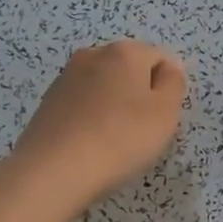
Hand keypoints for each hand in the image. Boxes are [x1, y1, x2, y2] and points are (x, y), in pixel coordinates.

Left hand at [12, 40, 187, 208]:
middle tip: (141, 131)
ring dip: (114, 107)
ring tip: (114, 141)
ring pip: (104, 87)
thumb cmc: (121, 138)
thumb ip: (174, 83)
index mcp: (125, 51)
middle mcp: (93, 54)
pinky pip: (82, 105)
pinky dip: (91, 119)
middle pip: (130, 70)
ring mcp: (66, 78)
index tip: (162, 118)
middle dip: (139, 95)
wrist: (54, 170)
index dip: (167, 89)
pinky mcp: (47, 102)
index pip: (160, 59)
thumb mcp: (166, 112)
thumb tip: (169, 68)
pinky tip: (90, 144)